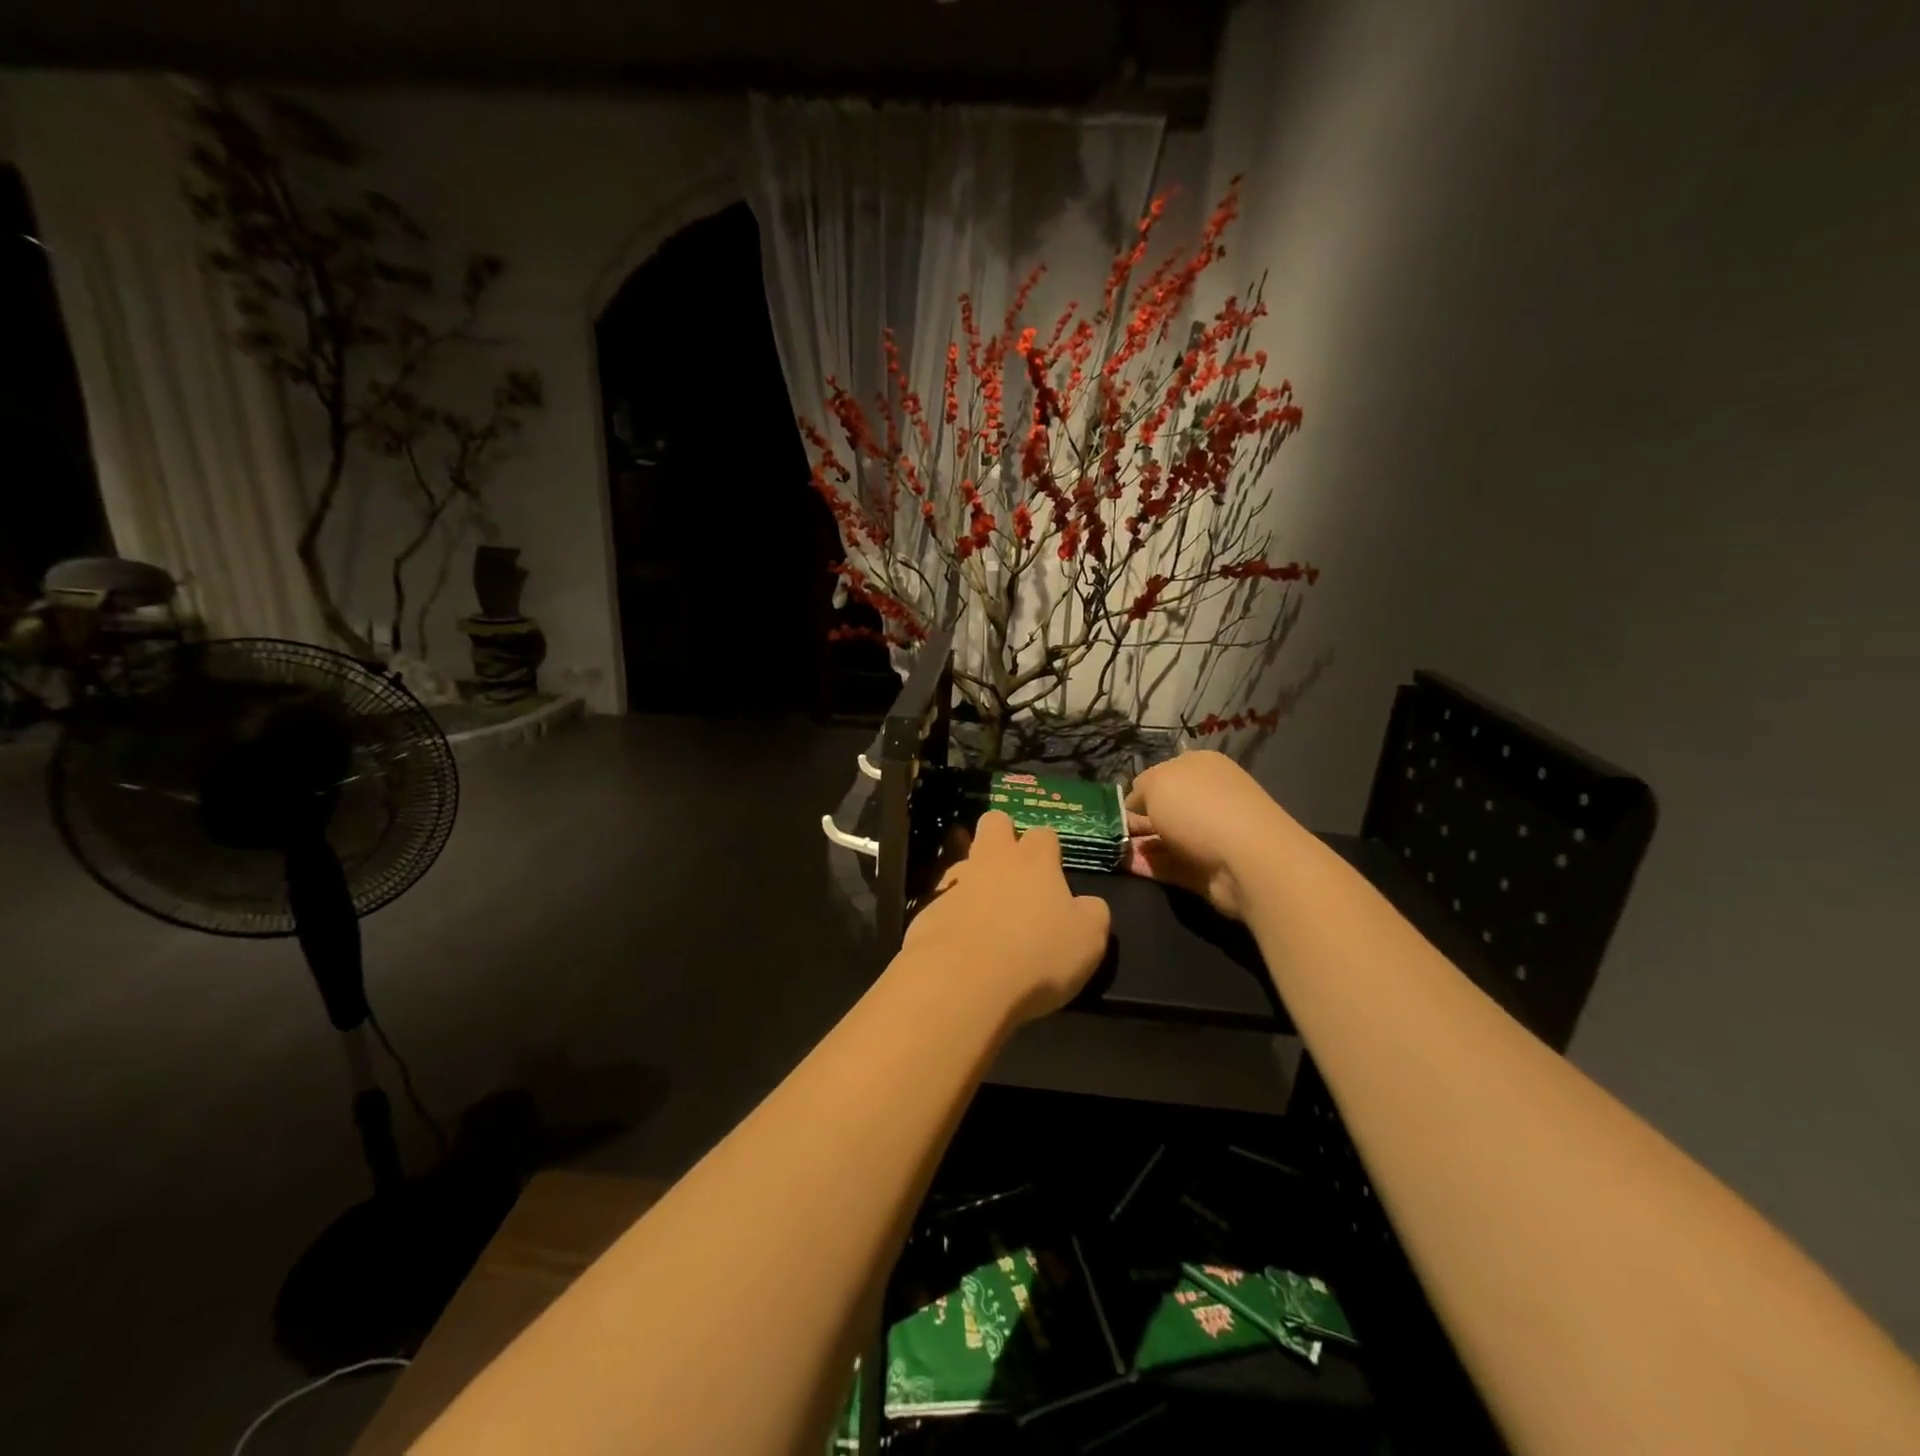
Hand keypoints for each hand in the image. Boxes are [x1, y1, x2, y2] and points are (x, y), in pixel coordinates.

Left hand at [902, 811, 1111, 1022]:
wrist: (962, 981)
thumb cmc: (1036, 956)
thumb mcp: (1088, 940)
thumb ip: (1091, 914)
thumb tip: (1086, 904)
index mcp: (1034, 861)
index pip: (1043, 833)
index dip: (1048, 848)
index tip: (1053, 870)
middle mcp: (992, 860)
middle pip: (994, 822)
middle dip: (1002, 834)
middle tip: (1013, 869)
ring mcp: (955, 883)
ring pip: (962, 860)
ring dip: (973, 876)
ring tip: (983, 911)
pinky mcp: (927, 910)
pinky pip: (941, 900)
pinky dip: (951, 914)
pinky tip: (959, 940)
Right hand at [1124, 750, 1294, 920]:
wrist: (1247, 859)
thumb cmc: (1198, 807)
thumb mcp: (1156, 782)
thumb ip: (1139, 790)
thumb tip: (1136, 805)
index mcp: (1200, 766)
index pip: (1161, 775)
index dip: (1137, 790)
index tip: (1115, 808)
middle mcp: (1207, 797)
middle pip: (1163, 808)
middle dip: (1136, 820)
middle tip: (1108, 832)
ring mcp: (1210, 834)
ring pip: (1165, 838)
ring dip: (1139, 845)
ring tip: (1110, 850)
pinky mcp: (1207, 868)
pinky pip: (1170, 865)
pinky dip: (1149, 866)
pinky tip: (1124, 866)